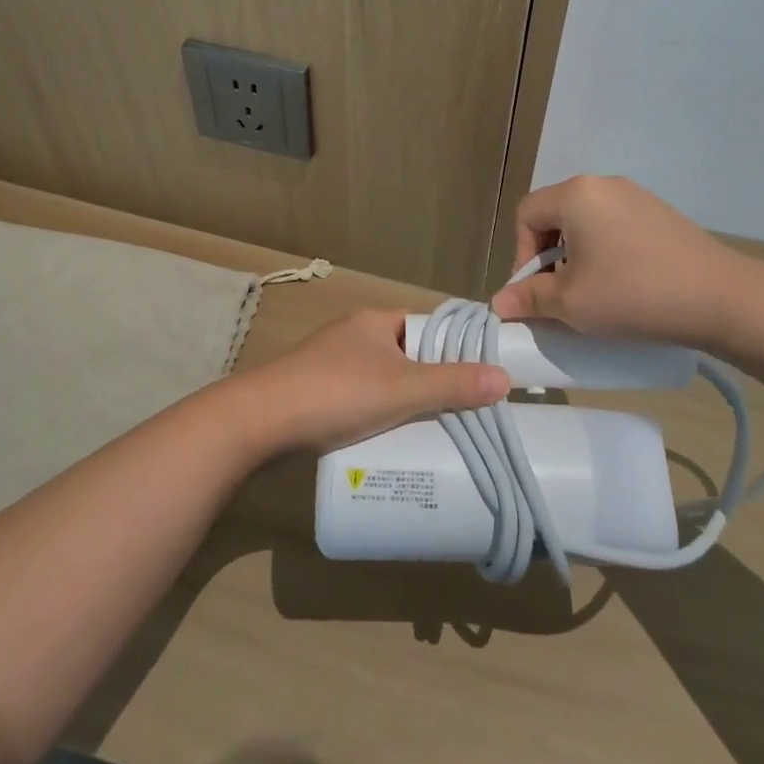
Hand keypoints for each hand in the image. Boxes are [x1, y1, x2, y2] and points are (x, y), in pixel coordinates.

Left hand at [235, 309, 509, 453]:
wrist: (259, 421)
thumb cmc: (336, 393)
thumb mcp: (402, 390)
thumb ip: (452, 384)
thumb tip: (504, 378)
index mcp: (375, 322)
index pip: (425, 326)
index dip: (452, 347)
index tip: (479, 374)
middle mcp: (353, 336)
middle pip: (405, 356)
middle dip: (430, 382)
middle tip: (462, 412)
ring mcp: (330, 365)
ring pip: (381, 381)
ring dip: (403, 403)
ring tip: (432, 433)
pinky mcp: (314, 394)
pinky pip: (358, 401)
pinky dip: (376, 416)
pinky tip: (388, 441)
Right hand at [489, 175, 759, 350]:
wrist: (722, 298)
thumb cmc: (634, 295)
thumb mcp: (572, 303)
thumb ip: (529, 298)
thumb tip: (500, 302)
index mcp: (576, 194)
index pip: (526, 215)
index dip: (521, 255)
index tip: (536, 292)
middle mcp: (603, 184)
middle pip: (555, 214)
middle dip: (548, 255)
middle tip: (561, 293)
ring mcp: (636, 196)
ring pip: (586, 221)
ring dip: (577, 254)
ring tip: (593, 292)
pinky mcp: (660, 213)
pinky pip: (615, 225)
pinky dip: (606, 251)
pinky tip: (625, 283)